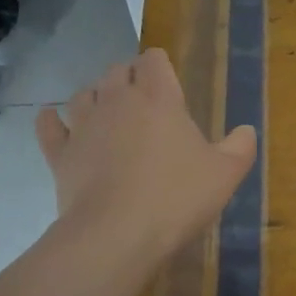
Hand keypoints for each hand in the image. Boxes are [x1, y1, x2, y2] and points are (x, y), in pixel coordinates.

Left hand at [34, 48, 255, 264]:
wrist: (116, 235)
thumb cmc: (177, 197)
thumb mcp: (226, 173)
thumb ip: (241, 146)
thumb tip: (246, 130)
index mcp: (160, 99)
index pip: (154, 59)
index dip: (160, 64)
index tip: (168, 78)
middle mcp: (118, 102)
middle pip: (117, 70)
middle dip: (129, 76)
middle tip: (144, 97)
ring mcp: (84, 126)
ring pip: (84, 93)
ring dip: (96, 96)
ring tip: (107, 110)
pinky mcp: (60, 154)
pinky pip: (49, 127)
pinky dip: (52, 120)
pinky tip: (54, 120)